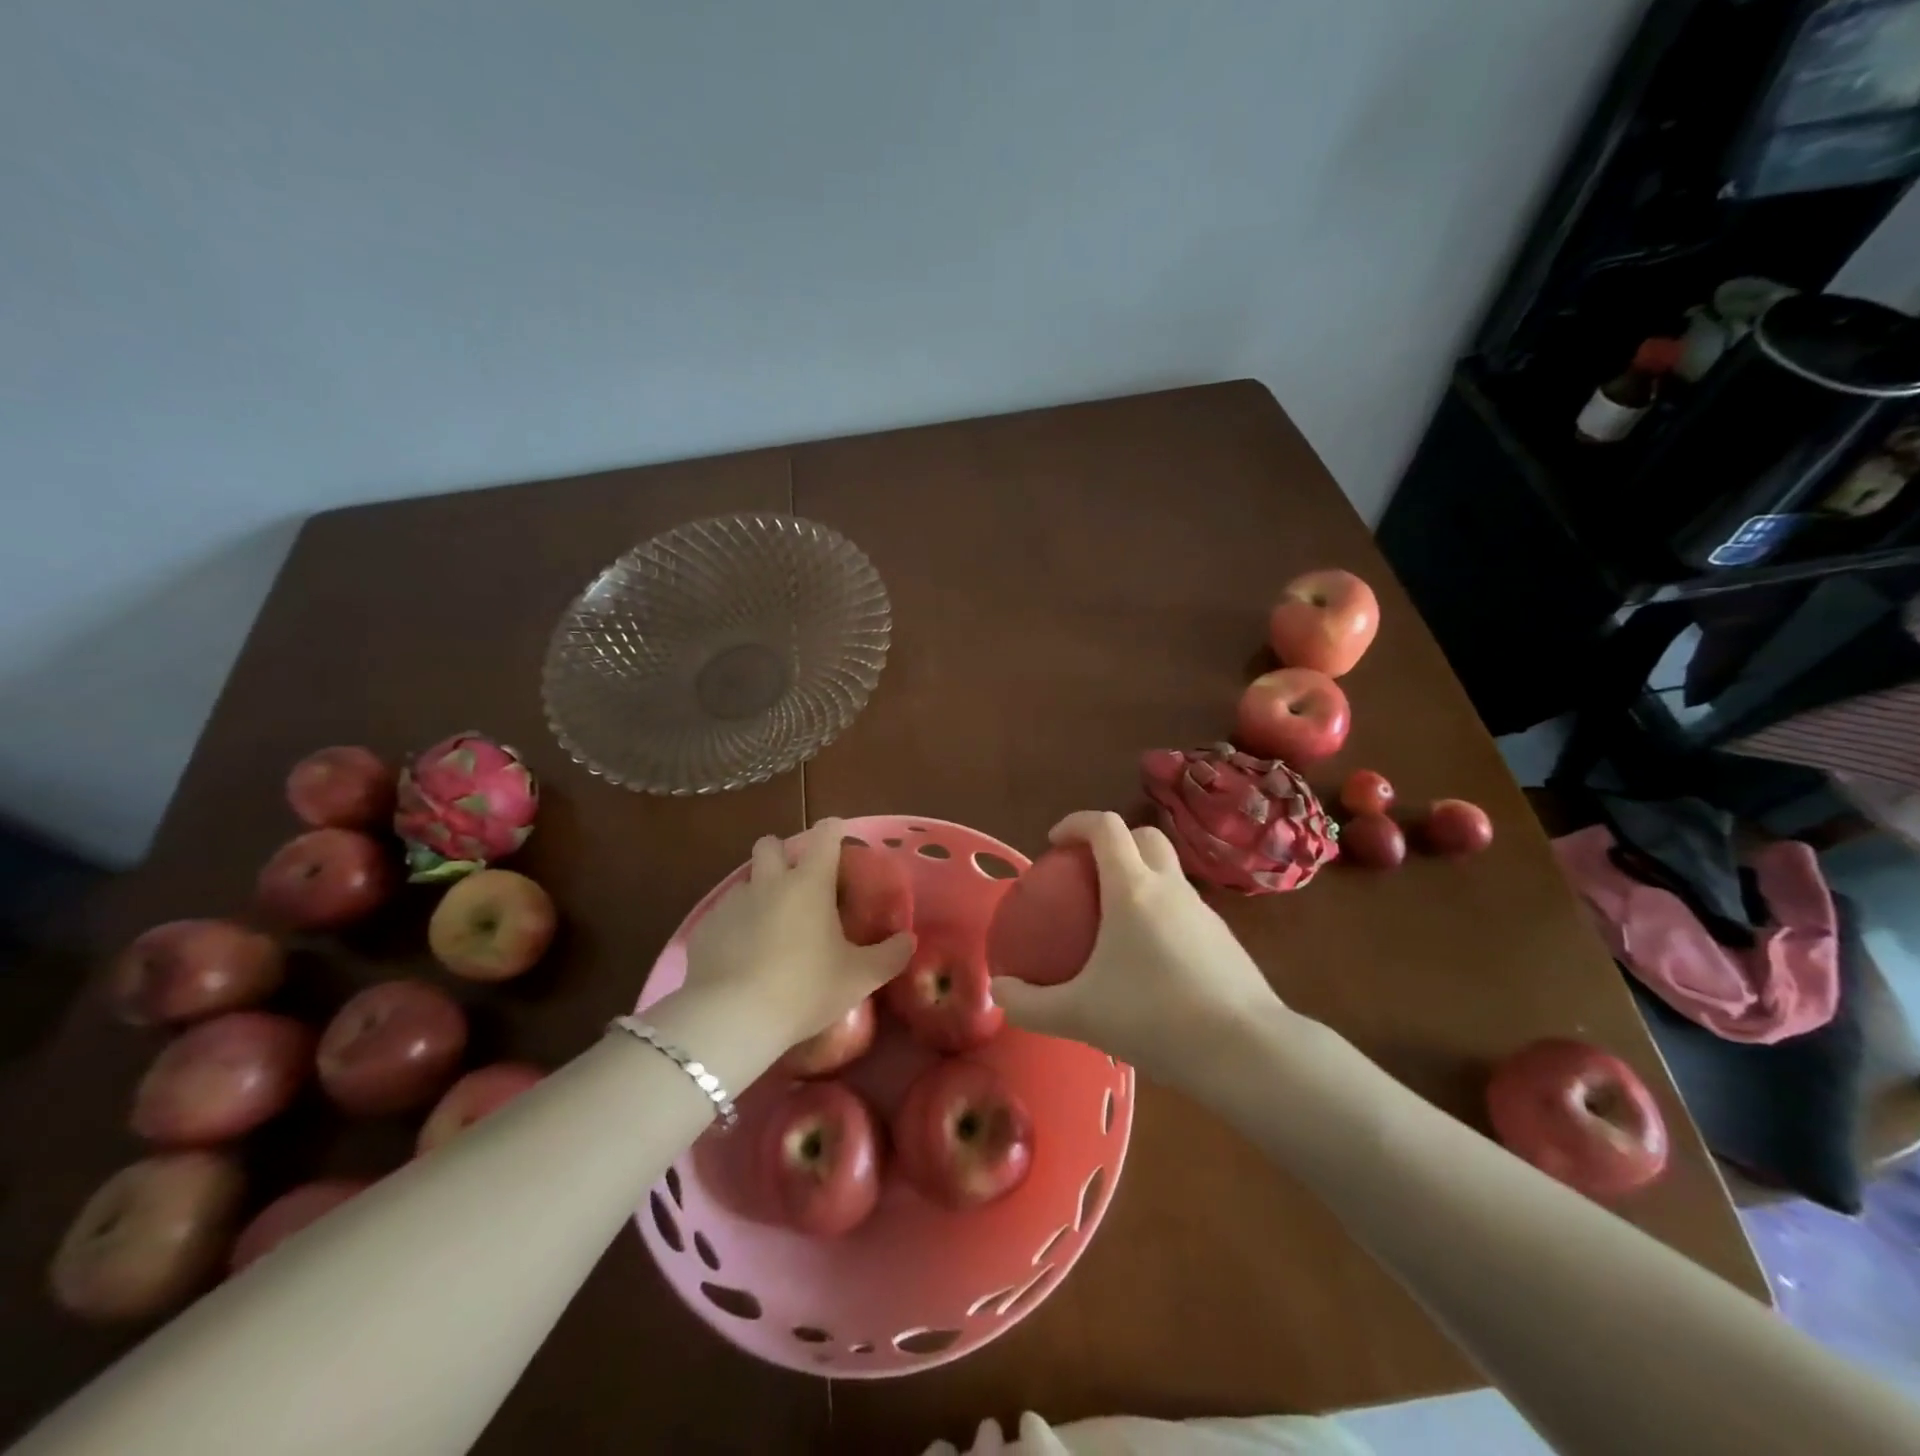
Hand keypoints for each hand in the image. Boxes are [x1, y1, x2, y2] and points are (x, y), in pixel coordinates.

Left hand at [679, 818, 913, 1058]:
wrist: (731, 1018)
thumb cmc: (804, 989)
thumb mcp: (859, 978)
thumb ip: (889, 955)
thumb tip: (908, 940)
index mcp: (809, 883)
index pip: (825, 835)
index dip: (834, 831)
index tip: (839, 840)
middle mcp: (768, 882)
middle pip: (770, 844)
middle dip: (782, 853)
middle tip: (798, 884)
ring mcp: (732, 903)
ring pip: (746, 881)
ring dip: (759, 893)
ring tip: (771, 930)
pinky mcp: (705, 928)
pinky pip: (723, 916)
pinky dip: (735, 927)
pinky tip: (742, 958)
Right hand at [990, 811, 1288, 1089]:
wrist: (1247, 1050)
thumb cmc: (1156, 1017)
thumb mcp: (1081, 1015)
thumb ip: (1031, 1005)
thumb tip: (999, 992)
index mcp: (1133, 888)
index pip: (1105, 826)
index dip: (1075, 822)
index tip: (1054, 842)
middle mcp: (1170, 887)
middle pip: (1143, 836)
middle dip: (1113, 841)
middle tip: (1086, 873)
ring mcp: (1204, 911)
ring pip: (1168, 871)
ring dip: (1140, 876)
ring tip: (1115, 920)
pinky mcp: (1224, 938)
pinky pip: (1185, 907)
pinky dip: (1162, 911)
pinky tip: (1151, 959)